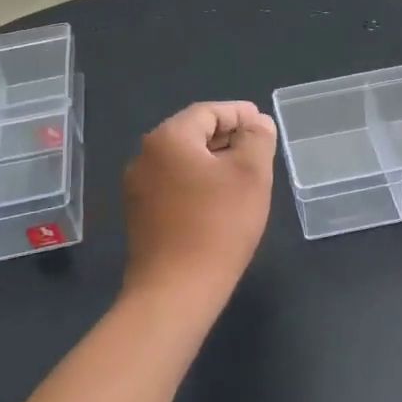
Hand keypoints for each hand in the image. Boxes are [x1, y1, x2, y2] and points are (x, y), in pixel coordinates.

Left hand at [122, 102, 277, 311]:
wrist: (175, 290)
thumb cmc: (218, 225)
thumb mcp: (251, 175)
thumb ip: (257, 139)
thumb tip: (256, 123)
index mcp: (168, 138)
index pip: (208, 111)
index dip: (239, 114)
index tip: (264, 125)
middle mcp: (145, 156)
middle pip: (192, 133)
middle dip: (227, 137)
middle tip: (258, 150)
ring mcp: (137, 187)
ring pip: (182, 160)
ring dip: (213, 162)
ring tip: (243, 176)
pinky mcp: (139, 214)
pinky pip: (173, 184)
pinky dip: (197, 183)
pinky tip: (219, 202)